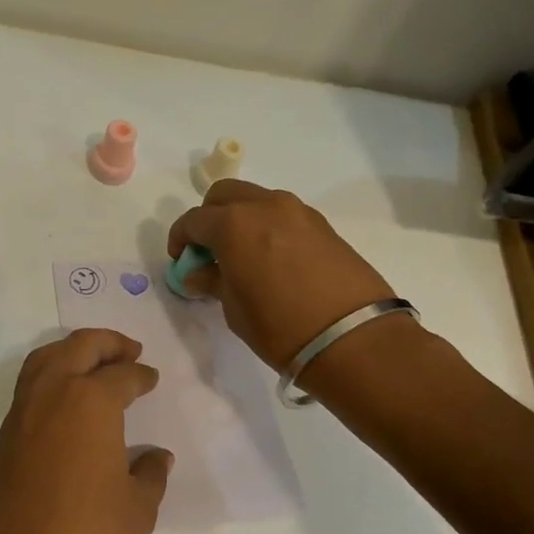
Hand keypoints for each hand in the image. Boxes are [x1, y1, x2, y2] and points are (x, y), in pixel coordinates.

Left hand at [0, 330, 172, 533]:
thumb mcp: (137, 510)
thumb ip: (150, 475)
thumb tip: (156, 458)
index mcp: (89, 402)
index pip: (121, 376)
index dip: (140, 375)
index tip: (150, 378)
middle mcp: (51, 395)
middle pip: (77, 348)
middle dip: (106, 343)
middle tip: (128, 351)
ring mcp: (20, 415)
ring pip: (44, 360)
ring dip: (71, 352)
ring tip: (95, 365)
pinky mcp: (2, 439)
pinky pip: (28, 389)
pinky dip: (49, 378)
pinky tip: (66, 404)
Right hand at [167, 181, 396, 369]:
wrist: (353, 338)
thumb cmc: (279, 326)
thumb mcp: (234, 308)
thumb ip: (213, 281)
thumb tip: (198, 273)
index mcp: (233, 223)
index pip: (193, 220)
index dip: (180, 239)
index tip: (181, 261)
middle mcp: (265, 206)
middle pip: (224, 195)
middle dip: (209, 217)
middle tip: (208, 250)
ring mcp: (298, 212)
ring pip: (256, 200)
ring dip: (241, 218)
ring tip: (242, 255)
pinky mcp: (323, 225)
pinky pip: (283, 215)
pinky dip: (268, 226)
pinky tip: (271, 259)